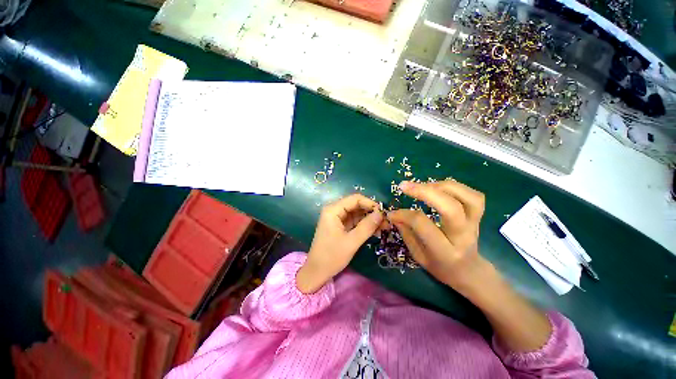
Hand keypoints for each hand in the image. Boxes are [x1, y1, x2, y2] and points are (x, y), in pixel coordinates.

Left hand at [297, 194, 388, 292]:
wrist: (317, 272)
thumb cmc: (331, 257)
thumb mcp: (351, 242)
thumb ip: (366, 227)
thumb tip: (381, 214)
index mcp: (333, 210)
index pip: (355, 199)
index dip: (370, 203)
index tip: (383, 214)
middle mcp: (334, 210)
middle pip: (356, 205)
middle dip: (371, 212)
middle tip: (386, 222)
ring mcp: (337, 218)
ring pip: (357, 213)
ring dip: (369, 219)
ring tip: (384, 227)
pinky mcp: (340, 226)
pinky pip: (354, 221)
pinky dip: (364, 225)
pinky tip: (375, 231)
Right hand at [388, 180, 487, 290]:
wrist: (469, 272)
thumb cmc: (440, 267)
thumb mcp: (418, 256)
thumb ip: (406, 234)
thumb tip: (394, 214)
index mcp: (445, 251)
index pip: (422, 224)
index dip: (404, 215)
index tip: (392, 213)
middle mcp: (463, 237)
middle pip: (450, 208)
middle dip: (424, 191)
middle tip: (404, 186)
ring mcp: (475, 225)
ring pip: (468, 198)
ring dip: (442, 186)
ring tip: (423, 185)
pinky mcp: (478, 217)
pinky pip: (474, 196)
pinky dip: (456, 187)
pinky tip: (438, 188)